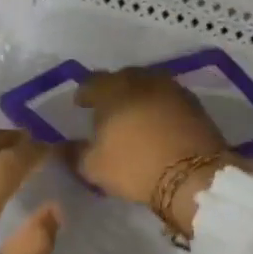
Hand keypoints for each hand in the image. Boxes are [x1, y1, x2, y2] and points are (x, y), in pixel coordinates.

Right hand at [74, 70, 243, 236]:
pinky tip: (158, 120)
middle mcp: (142, 80)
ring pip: (148, 84)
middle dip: (112, 90)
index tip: (81, 105)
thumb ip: (73, 153)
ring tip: (133, 113)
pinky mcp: (194, 103)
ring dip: (138, 95)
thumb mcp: (94, 167)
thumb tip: (58, 147)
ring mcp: (171, 88)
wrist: (193, 176)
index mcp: (113, 90)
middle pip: (122, 78)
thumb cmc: (135, 166)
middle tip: (108, 108)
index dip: (84, 93)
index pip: (92, 82)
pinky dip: (159, 104)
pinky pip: (168, 96)